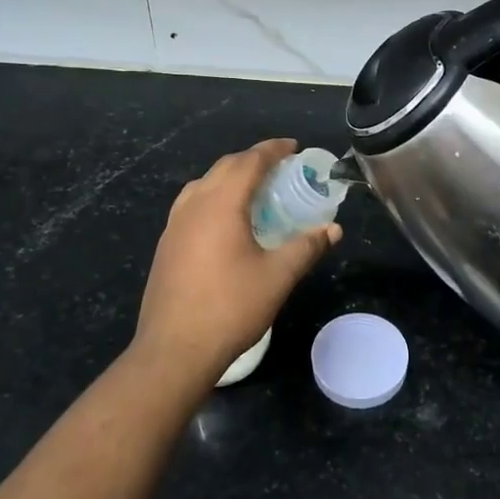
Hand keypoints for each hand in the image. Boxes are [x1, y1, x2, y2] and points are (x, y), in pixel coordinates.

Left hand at [134, 139, 340, 378]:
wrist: (173, 350)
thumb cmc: (230, 308)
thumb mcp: (278, 277)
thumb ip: (306, 247)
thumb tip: (333, 229)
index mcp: (220, 204)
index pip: (249, 162)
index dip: (273, 150)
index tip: (293, 147)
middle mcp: (193, 205)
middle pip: (224, 167)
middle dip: (253, 160)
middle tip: (280, 168)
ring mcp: (174, 225)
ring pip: (204, 184)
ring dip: (230, 177)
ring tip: (255, 191)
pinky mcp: (167, 245)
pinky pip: (192, 204)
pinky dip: (214, 197)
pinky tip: (226, 222)